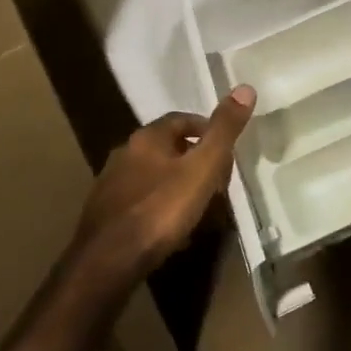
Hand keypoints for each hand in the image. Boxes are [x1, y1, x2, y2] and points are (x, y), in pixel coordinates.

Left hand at [77, 86, 254, 281]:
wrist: (107, 263)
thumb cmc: (160, 210)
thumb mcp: (202, 168)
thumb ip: (223, 131)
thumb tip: (245, 87)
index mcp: (147, 137)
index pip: (182, 120)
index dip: (207, 130)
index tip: (227, 150)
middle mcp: (124, 154)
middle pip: (168, 149)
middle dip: (195, 161)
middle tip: (219, 182)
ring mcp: (111, 186)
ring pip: (154, 178)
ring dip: (178, 187)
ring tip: (201, 209)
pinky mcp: (105, 217)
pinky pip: (142, 204)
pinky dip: (161, 210)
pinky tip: (173, 232)